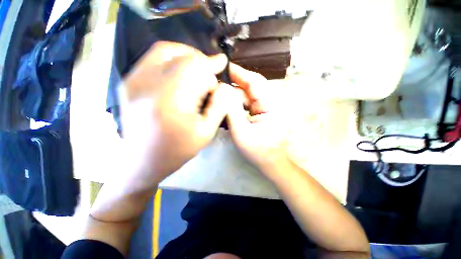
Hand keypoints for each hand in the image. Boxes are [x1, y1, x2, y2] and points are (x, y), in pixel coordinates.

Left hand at [120, 42, 232, 183]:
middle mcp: (147, 85)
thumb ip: (219, 106)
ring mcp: (132, 81)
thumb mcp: (206, 132)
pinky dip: (171, 60)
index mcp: (171, 101)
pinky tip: (180, 73)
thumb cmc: (178, 150)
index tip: (222, 63)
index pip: (194, 67)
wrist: (143, 161)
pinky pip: (152, 59)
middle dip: (200, 61)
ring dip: (186, 55)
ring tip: (197, 69)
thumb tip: (224, 86)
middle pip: (180, 55)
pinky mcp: (128, 82)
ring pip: (164, 51)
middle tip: (210, 72)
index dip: (211, 63)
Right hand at [226, 64, 290, 178]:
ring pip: (247, 94)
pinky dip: (236, 102)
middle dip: (232, 83)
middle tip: (215, 82)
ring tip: (217, 93)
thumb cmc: (258, 151)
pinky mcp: (262, 111)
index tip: (222, 66)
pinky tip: (226, 103)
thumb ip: (231, 110)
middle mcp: (271, 101)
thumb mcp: (242, 133)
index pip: (254, 81)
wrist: (270, 162)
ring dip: (233, 93)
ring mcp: (266, 106)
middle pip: (250, 86)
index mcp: (271, 105)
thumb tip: (222, 89)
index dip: (238, 72)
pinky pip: (247, 102)